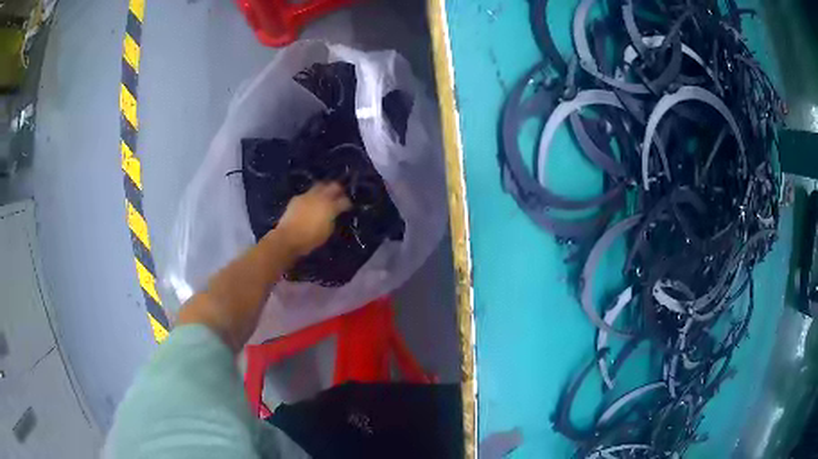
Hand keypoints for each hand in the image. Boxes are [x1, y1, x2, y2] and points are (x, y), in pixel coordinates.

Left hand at [276, 182, 351, 256]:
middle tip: (339, 194)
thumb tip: (333, 213)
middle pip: (333, 186)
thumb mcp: (327, 231)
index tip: (348, 206)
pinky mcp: (297, 198)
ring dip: (325, 189)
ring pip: (320, 185)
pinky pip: (307, 193)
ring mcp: (308, 195)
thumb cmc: (310, 238)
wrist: (288, 237)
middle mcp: (320, 197)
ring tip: (325, 195)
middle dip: (338, 189)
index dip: (347, 203)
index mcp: (331, 207)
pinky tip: (310, 202)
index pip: (344, 200)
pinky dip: (311, 196)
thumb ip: (332, 218)